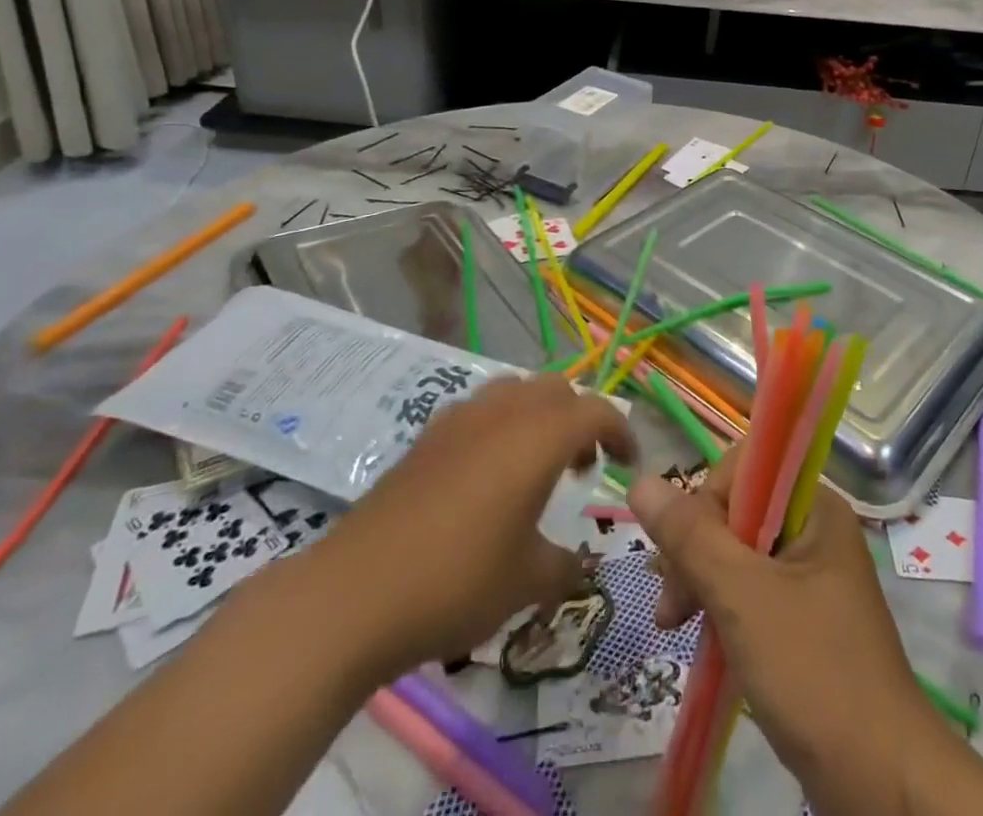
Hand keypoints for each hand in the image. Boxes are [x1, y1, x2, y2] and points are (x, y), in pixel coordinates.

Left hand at [317, 374, 635, 674]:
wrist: (354, 593)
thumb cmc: (457, 581)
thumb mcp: (527, 582)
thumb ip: (565, 567)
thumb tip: (580, 566)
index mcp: (539, 437)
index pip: (596, 411)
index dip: (621, 432)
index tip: (628, 463)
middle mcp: (504, 412)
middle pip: (556, 389)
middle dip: (579, 418)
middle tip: (582, 466)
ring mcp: (460, 418)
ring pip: (515, 390)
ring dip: (538, 415)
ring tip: (535, 464)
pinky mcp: (427, 436)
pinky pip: (480, 410)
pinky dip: (500, 425)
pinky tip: (486, 475)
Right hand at [628, 453, 932, 815]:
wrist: (883, 783)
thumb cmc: (813, 673)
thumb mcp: (742, 598)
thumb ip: (690, 537)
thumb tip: (640, 482)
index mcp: (814, 505)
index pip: (743, 469)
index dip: (705, 503)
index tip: (683, 558)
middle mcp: (814, 527)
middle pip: (736, 509)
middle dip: (696, 550)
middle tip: (672, 607)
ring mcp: (811, 573)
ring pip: (738, 551)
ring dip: (701, 581)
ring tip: (674, 625)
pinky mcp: (805, 614)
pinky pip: (751, 586)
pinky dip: (721, 605)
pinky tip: (701, 635)